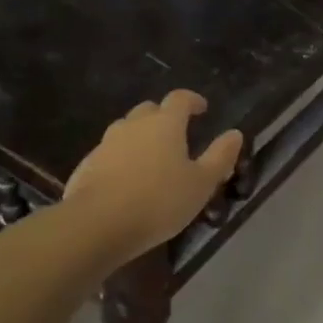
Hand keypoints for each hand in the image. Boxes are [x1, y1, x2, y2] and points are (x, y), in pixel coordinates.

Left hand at [64, 91, 243, 265]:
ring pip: (127, 130)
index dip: (193, 100)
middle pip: (150, 110)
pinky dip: (121, 159)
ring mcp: (106, 143)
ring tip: (152, 160)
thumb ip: (220, 157)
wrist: (97, 224)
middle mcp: (133, 125)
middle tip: (177, 136)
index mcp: (165, 123)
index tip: (202, 109)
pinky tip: (126, 181)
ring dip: (141, 137)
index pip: (180, 98)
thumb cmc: (158, 201)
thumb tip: (235, 134)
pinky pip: (109, 153)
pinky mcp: (87, 164)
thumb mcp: (201, 184)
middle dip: (164, 117)